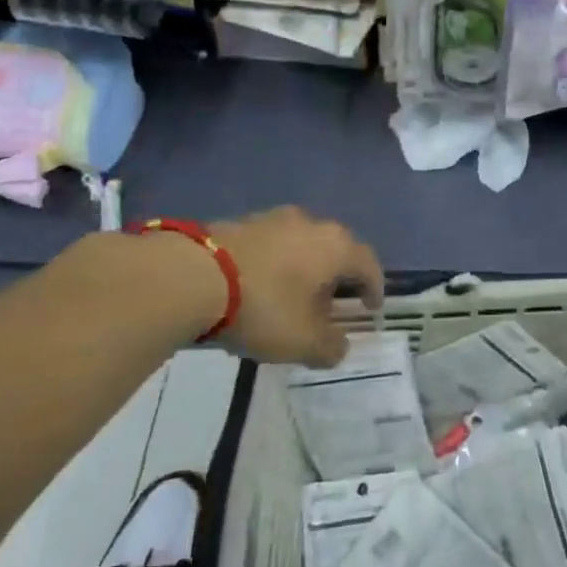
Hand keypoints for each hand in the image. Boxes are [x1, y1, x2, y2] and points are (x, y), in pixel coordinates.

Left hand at [210, 207, 383, 367]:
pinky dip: (274, 265)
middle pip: (335, 250)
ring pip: (301, 245)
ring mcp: (274, 218)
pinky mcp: (240, 222)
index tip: (371, 308)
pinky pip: (271, 245)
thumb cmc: (264, 307)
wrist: (192, 276)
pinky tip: (259, 288)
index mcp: (336, 247)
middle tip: (331, 305)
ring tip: (292, 297)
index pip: (369, 264)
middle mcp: (312, 224)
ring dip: (303, 269)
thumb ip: (331, 347)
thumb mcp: (303, 342)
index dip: (374, 288)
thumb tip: (339, 345)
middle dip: (337, 278)